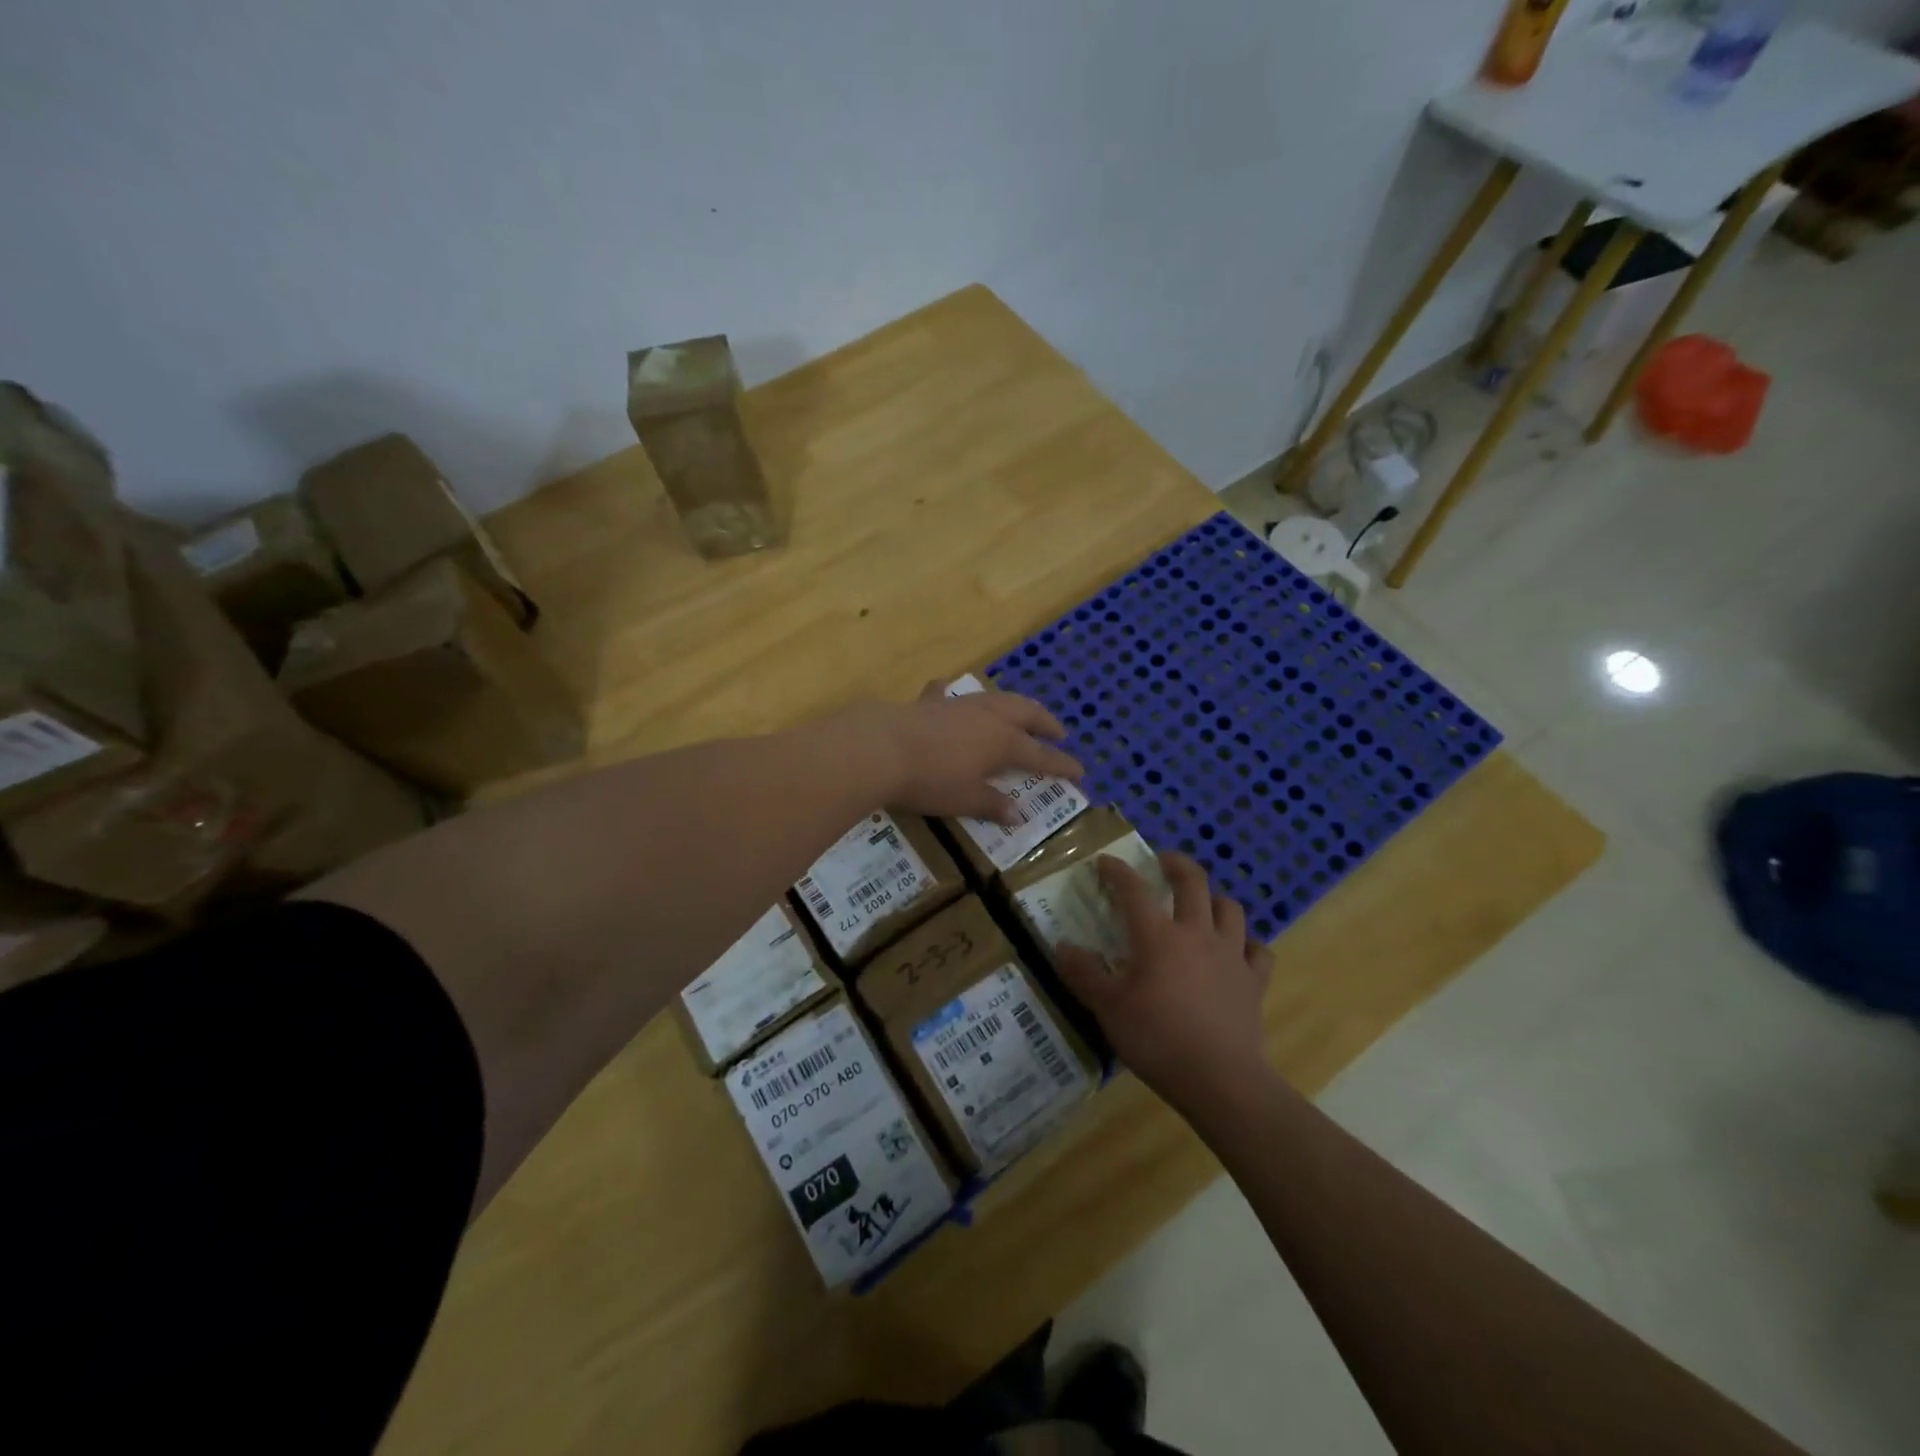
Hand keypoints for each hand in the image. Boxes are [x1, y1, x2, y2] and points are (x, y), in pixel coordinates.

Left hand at [838, 683, 1083, 823]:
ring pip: (996, 698)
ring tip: (1021, 711)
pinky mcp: (930, 702)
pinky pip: (949, 694)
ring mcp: (959, 705)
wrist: (881, 748)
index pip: (1041, 755)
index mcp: (1003, 742)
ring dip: (1014, 704)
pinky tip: (951, 694)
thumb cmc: (930, 780)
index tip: (1080, 771)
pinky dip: (957, 696)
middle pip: (1026, 714)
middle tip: (1058, 732)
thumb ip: (993, 804)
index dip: (1061, 764)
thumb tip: (1018, 814)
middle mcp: (987, 717)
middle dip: (1045, 722)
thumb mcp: (965, 799)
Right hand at [1057, 853, 1274, 1114]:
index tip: (1105, 862)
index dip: (1117, 871)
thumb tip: (1063, 947)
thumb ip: (1083, 974)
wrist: (1220, 1079)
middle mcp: (1197, 933)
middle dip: (1176, 864)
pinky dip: (1248, 945)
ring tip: (1201, 905)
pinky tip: (1238, 952)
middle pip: (1193, 882)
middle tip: (1162, 862)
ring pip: (1230, 908)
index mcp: (1157, 936)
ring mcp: (1231, 955)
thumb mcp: (1108, 1008)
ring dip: (1214, 900)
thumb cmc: (1157, 1039)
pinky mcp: (1254, 981)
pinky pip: (1258, 951)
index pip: (1133, 889)